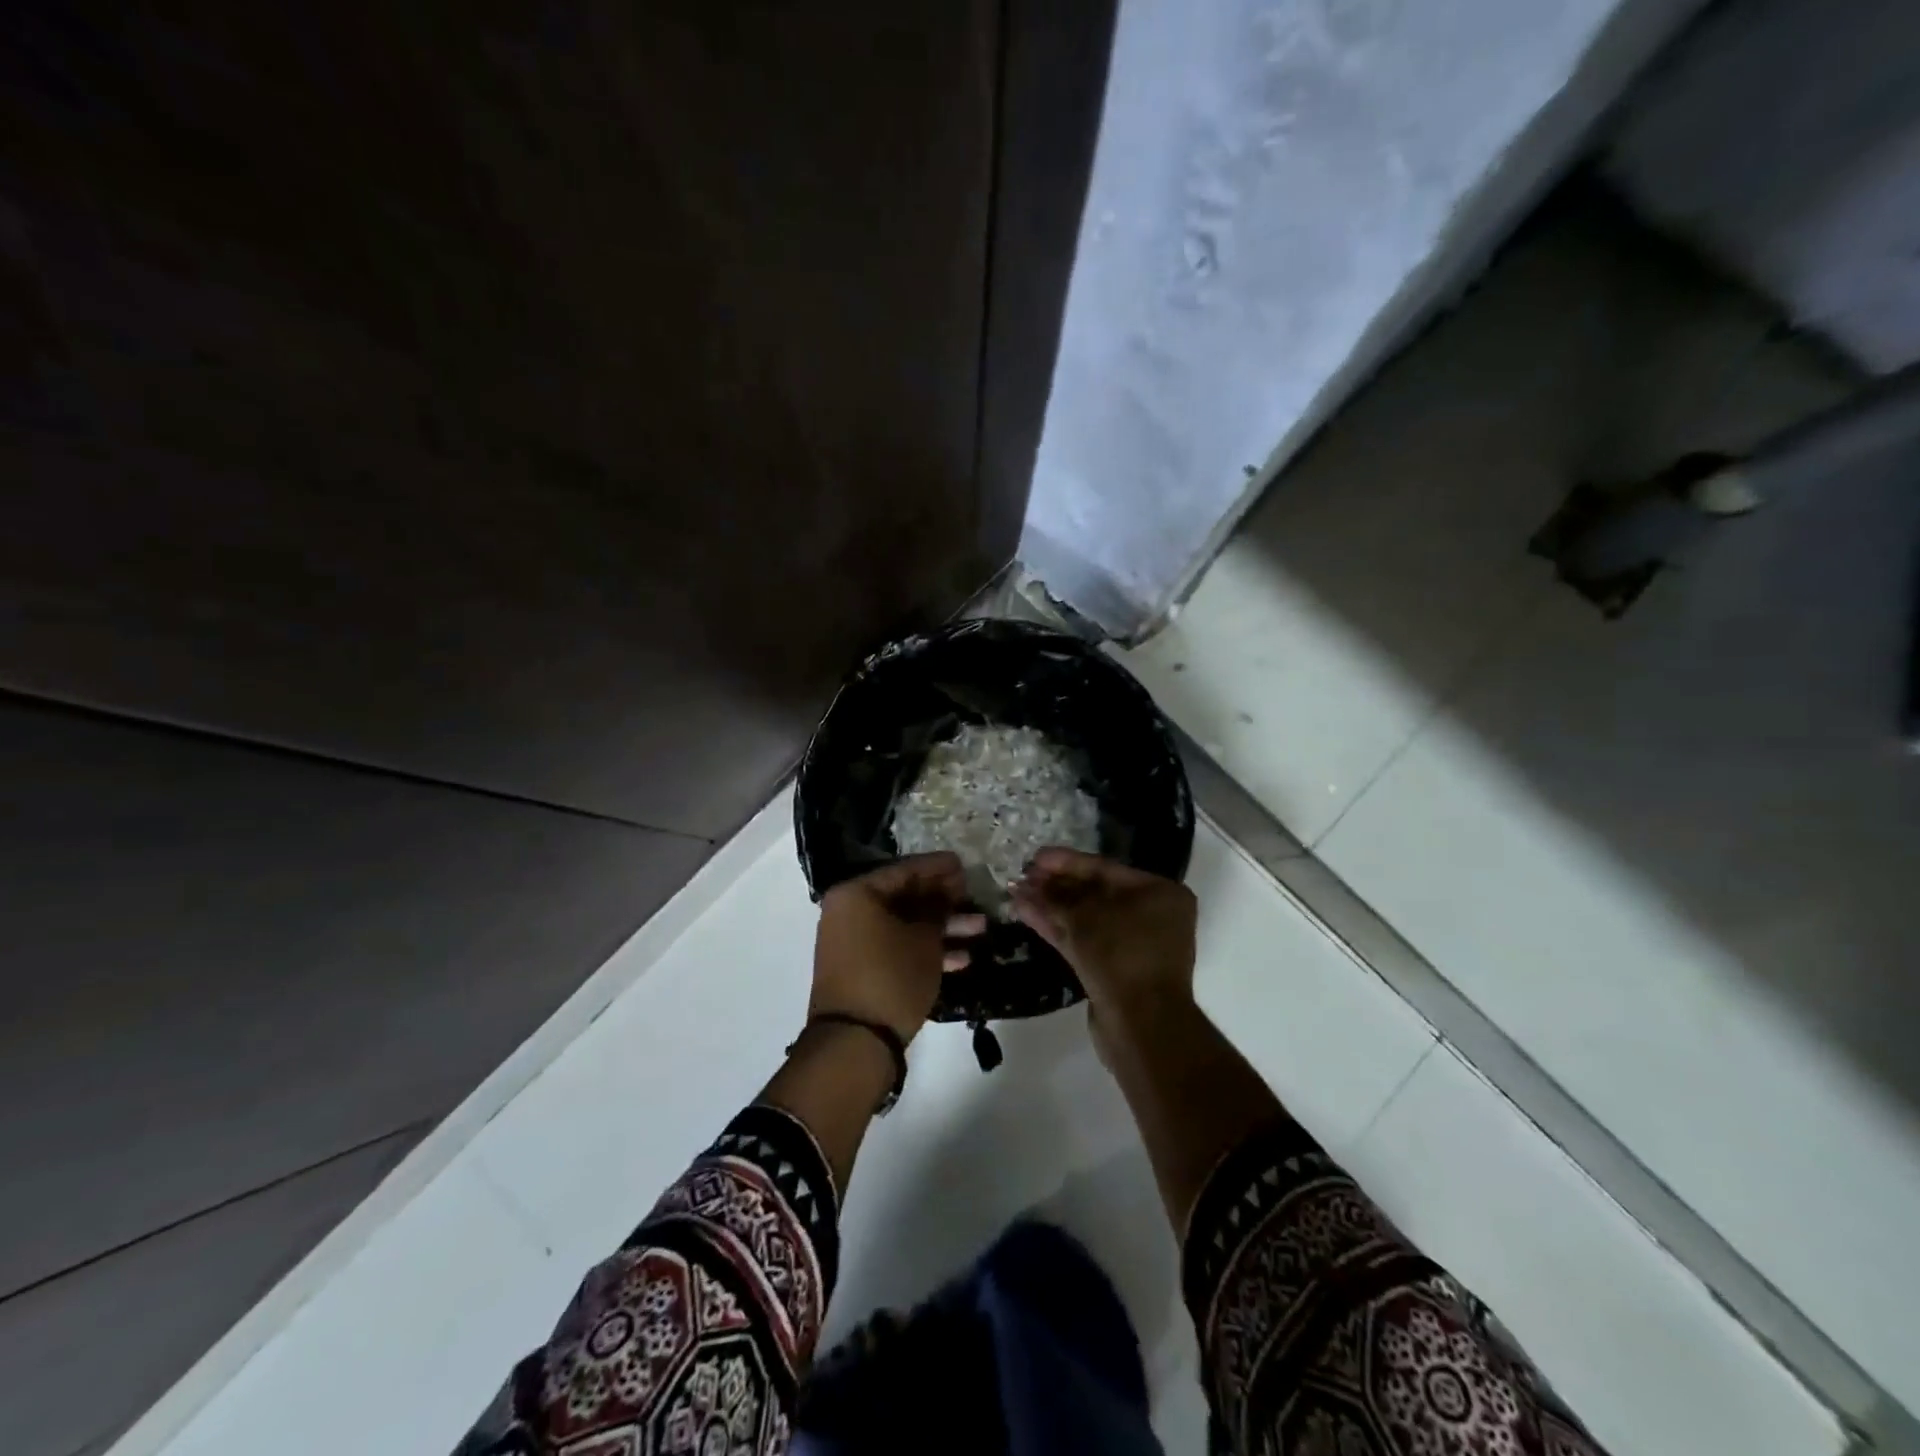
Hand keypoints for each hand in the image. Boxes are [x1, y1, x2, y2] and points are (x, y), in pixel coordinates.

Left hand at [811, 853, 985, 1043]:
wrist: (855, 1042)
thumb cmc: (891, 976)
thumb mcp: (924, 939)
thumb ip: (937, 909)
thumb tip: (946, 892)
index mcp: (858, 893)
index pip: (905, 870)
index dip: (939, 868)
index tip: (965, 865)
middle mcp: (851, 912)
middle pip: (905, 897)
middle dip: (944, 900)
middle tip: (974, 897)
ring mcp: (855, 942)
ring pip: (905, 925)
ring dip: (942, 927)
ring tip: (981, 928)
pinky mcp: (863, 969)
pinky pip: (897, 947)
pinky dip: (925, 949)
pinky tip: (963, 958)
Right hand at [1011, 848, 1196, 1046]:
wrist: (1142, 1025)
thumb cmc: (1122, 955)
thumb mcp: (1085, 918)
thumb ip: (1054, 898)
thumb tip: (1024, 888)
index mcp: (1159, 893)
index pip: (1104, 868)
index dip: (1065, 862)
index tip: (1034, 858)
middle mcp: (1152, 914)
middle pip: (1094, 892)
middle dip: (1055, 886)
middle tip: (1022, 877)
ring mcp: (1134, 943)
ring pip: (1086, 918)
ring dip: (1051, 907)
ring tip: (1017, 894)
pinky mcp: (1117, 968)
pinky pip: (1085, 939)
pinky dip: (1058, 928)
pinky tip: (1027, 914)